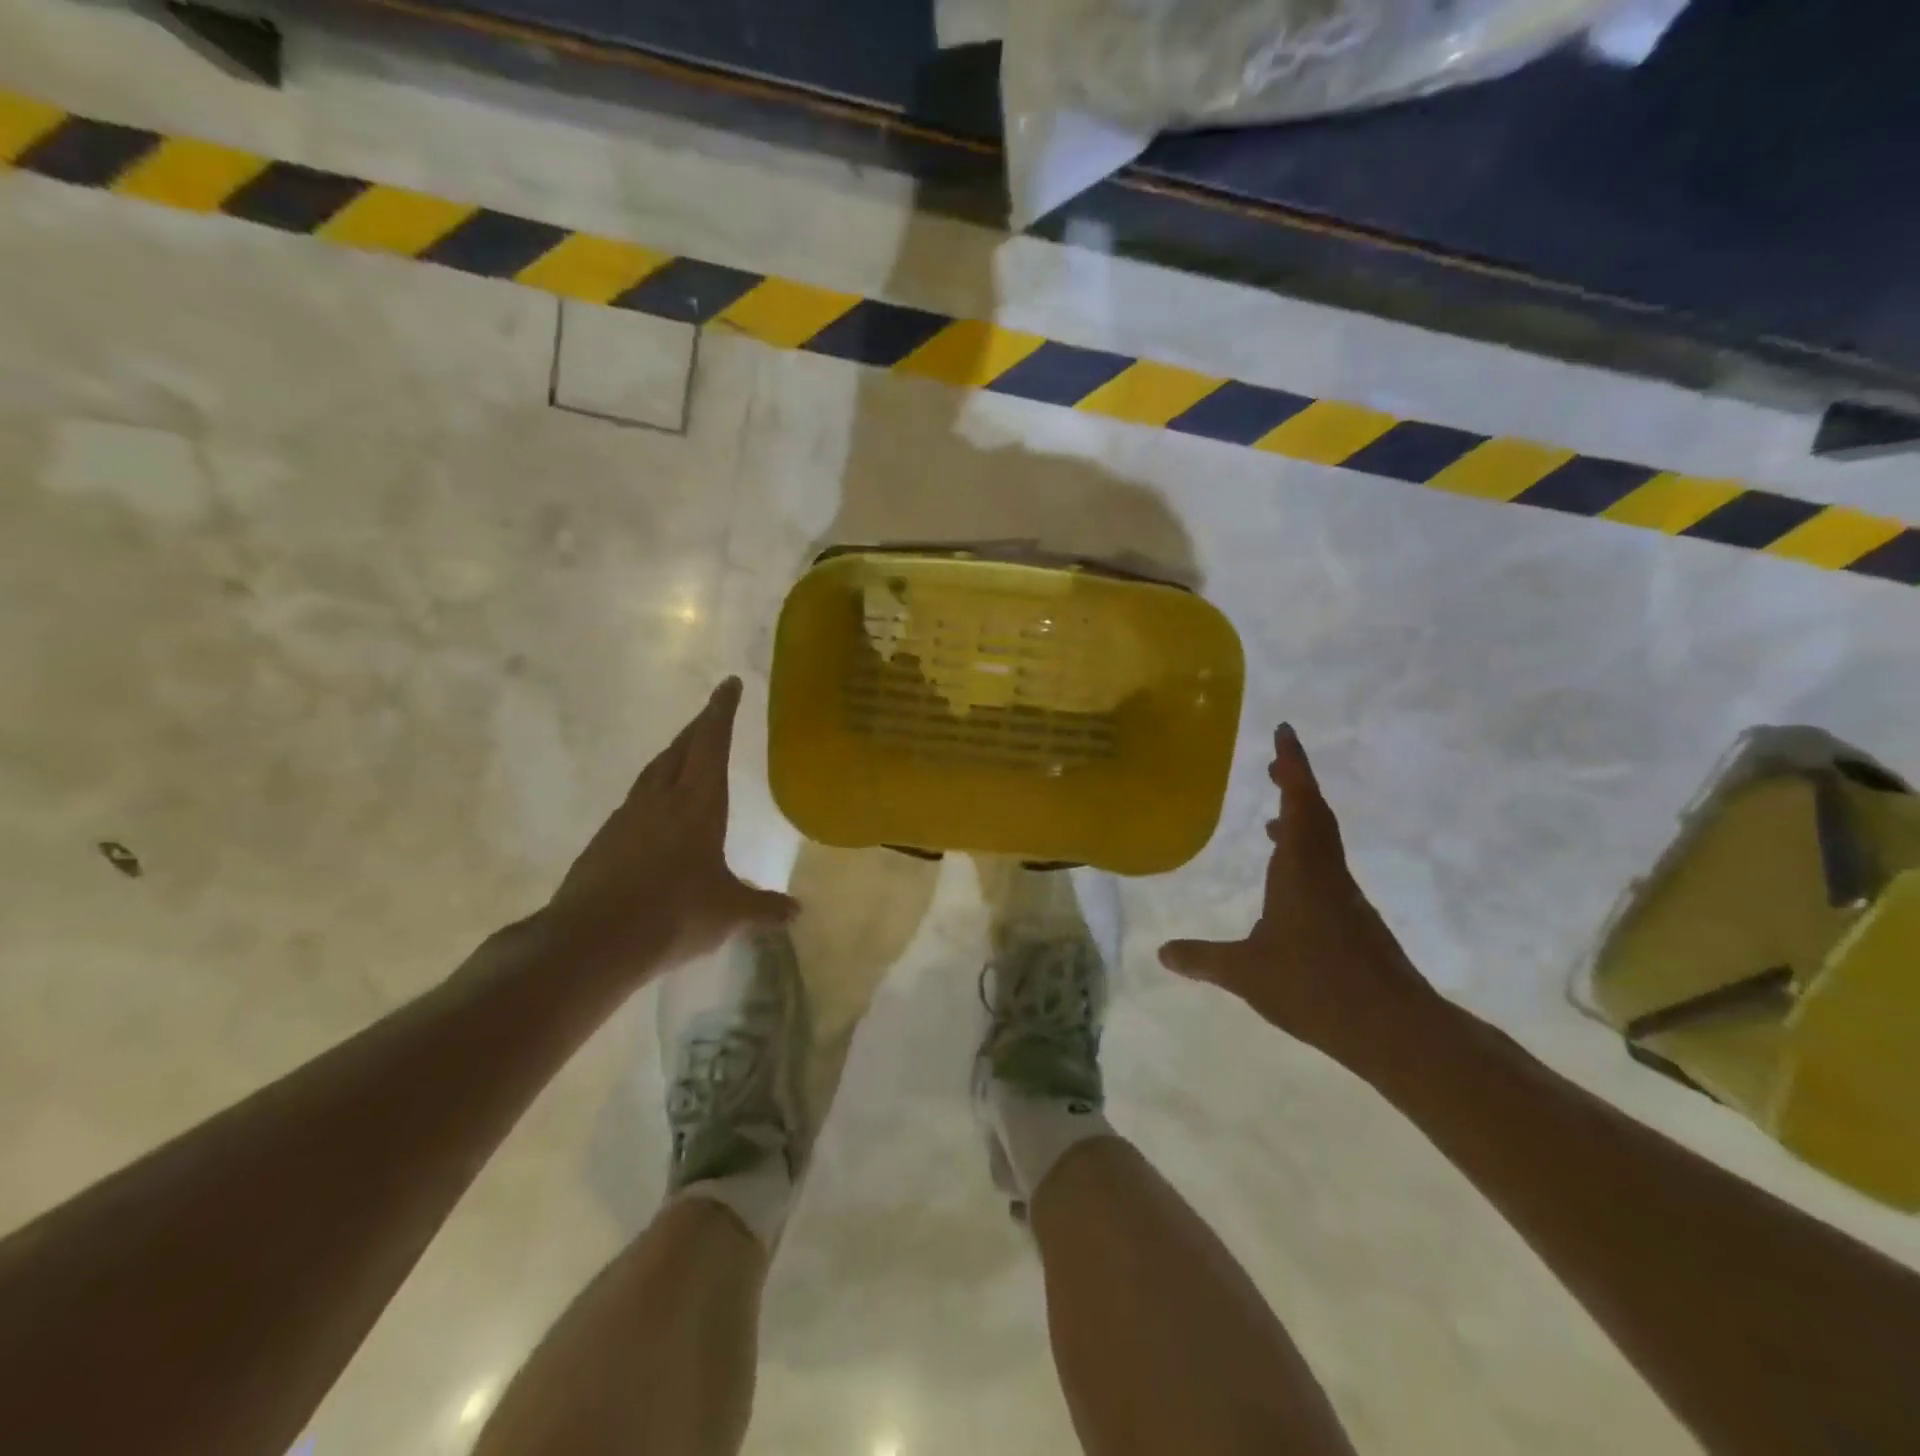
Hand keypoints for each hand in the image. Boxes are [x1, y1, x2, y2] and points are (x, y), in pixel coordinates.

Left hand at [542, 677, 796, 981]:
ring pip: (654, 771)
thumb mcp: (728, 912)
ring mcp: (628, 817)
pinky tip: (656, 808)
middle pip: (681, 749)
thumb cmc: (674, 914)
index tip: (729, 684)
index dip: (722, 712)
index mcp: (698, 804)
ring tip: (686, 753)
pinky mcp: (605, 839)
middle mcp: (661, 799)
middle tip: (712, 713)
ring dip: (673, 754)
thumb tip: (797, 911)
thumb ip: (763, 907)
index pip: (712, 744)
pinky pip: (636, 799)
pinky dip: (653, 789)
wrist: (593, 940)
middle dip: (699, 727)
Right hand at [1158, 725, 1435, 1065]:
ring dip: (1300, 820)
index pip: (1299, 803)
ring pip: (1323, 842)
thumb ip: (1204, 959)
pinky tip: (1287, 881)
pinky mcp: (1355, 920)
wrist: (1394, 1029)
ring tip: (1271, 821)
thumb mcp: (1246, 973)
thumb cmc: (1315, 987)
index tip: (1285, 732)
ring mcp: (1345, 896)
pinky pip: (1326, 869)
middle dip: (1295, 784)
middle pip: (1314, 814)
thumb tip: (1162, 952)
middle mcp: (1326, 872)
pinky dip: (1305, 854)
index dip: (1292, 766)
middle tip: (1273, 765)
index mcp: (1301, 869)